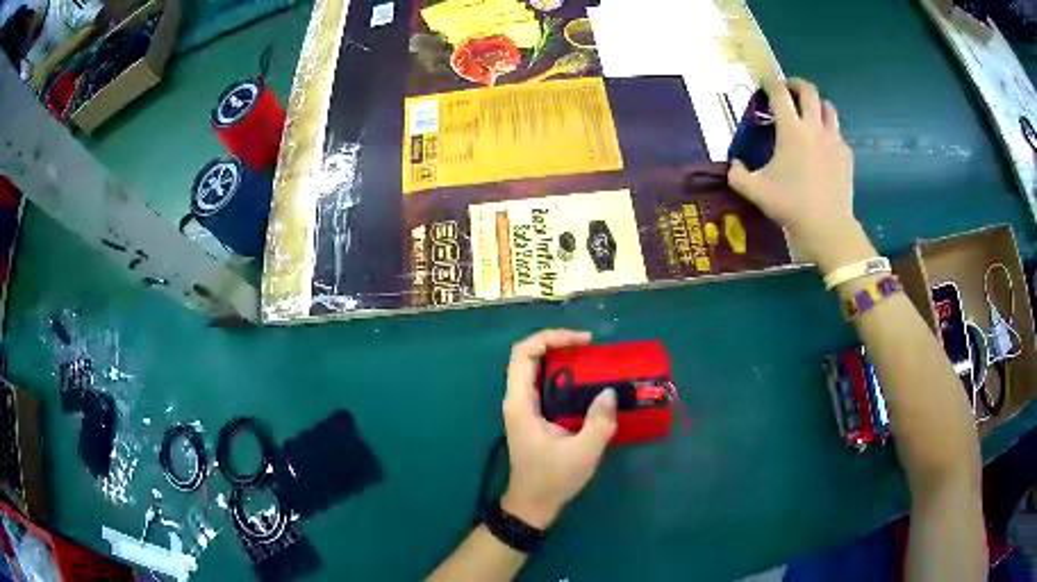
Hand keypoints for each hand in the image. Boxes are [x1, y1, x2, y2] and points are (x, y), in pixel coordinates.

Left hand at [500, 329, 616, 529]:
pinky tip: (585, 383)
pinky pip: (543, 385)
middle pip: (527, 356)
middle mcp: (516, 400)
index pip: (523, 353)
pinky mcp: (532, 416)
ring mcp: (522, 408)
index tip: (583, 341)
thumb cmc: (552, 479)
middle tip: (589, 346)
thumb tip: (609, 392)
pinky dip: (562, 376)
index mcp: (520, 403)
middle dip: (557, 343)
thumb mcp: (582, 453)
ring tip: (591, 359)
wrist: (532, 505)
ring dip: (560, 358)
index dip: (550, 338)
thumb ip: (598, 422)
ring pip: (535, 369)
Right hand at [728, 78, 873, 273]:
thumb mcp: (755, 191)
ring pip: (828, 107)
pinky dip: (828, 131)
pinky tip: (823, 146)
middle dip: (795, 84)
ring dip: (816, 104)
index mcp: (791, 130)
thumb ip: (738, 174)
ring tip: (809, 113)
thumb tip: (735, 165)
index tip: (764, 82)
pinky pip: (837, 133)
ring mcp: (834, 140)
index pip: (779, 92)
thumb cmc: (790, 205)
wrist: (827, 228)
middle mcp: (814, 127)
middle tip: (788, 91)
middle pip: (808, 90)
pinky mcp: (846, 155)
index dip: (770, 82)